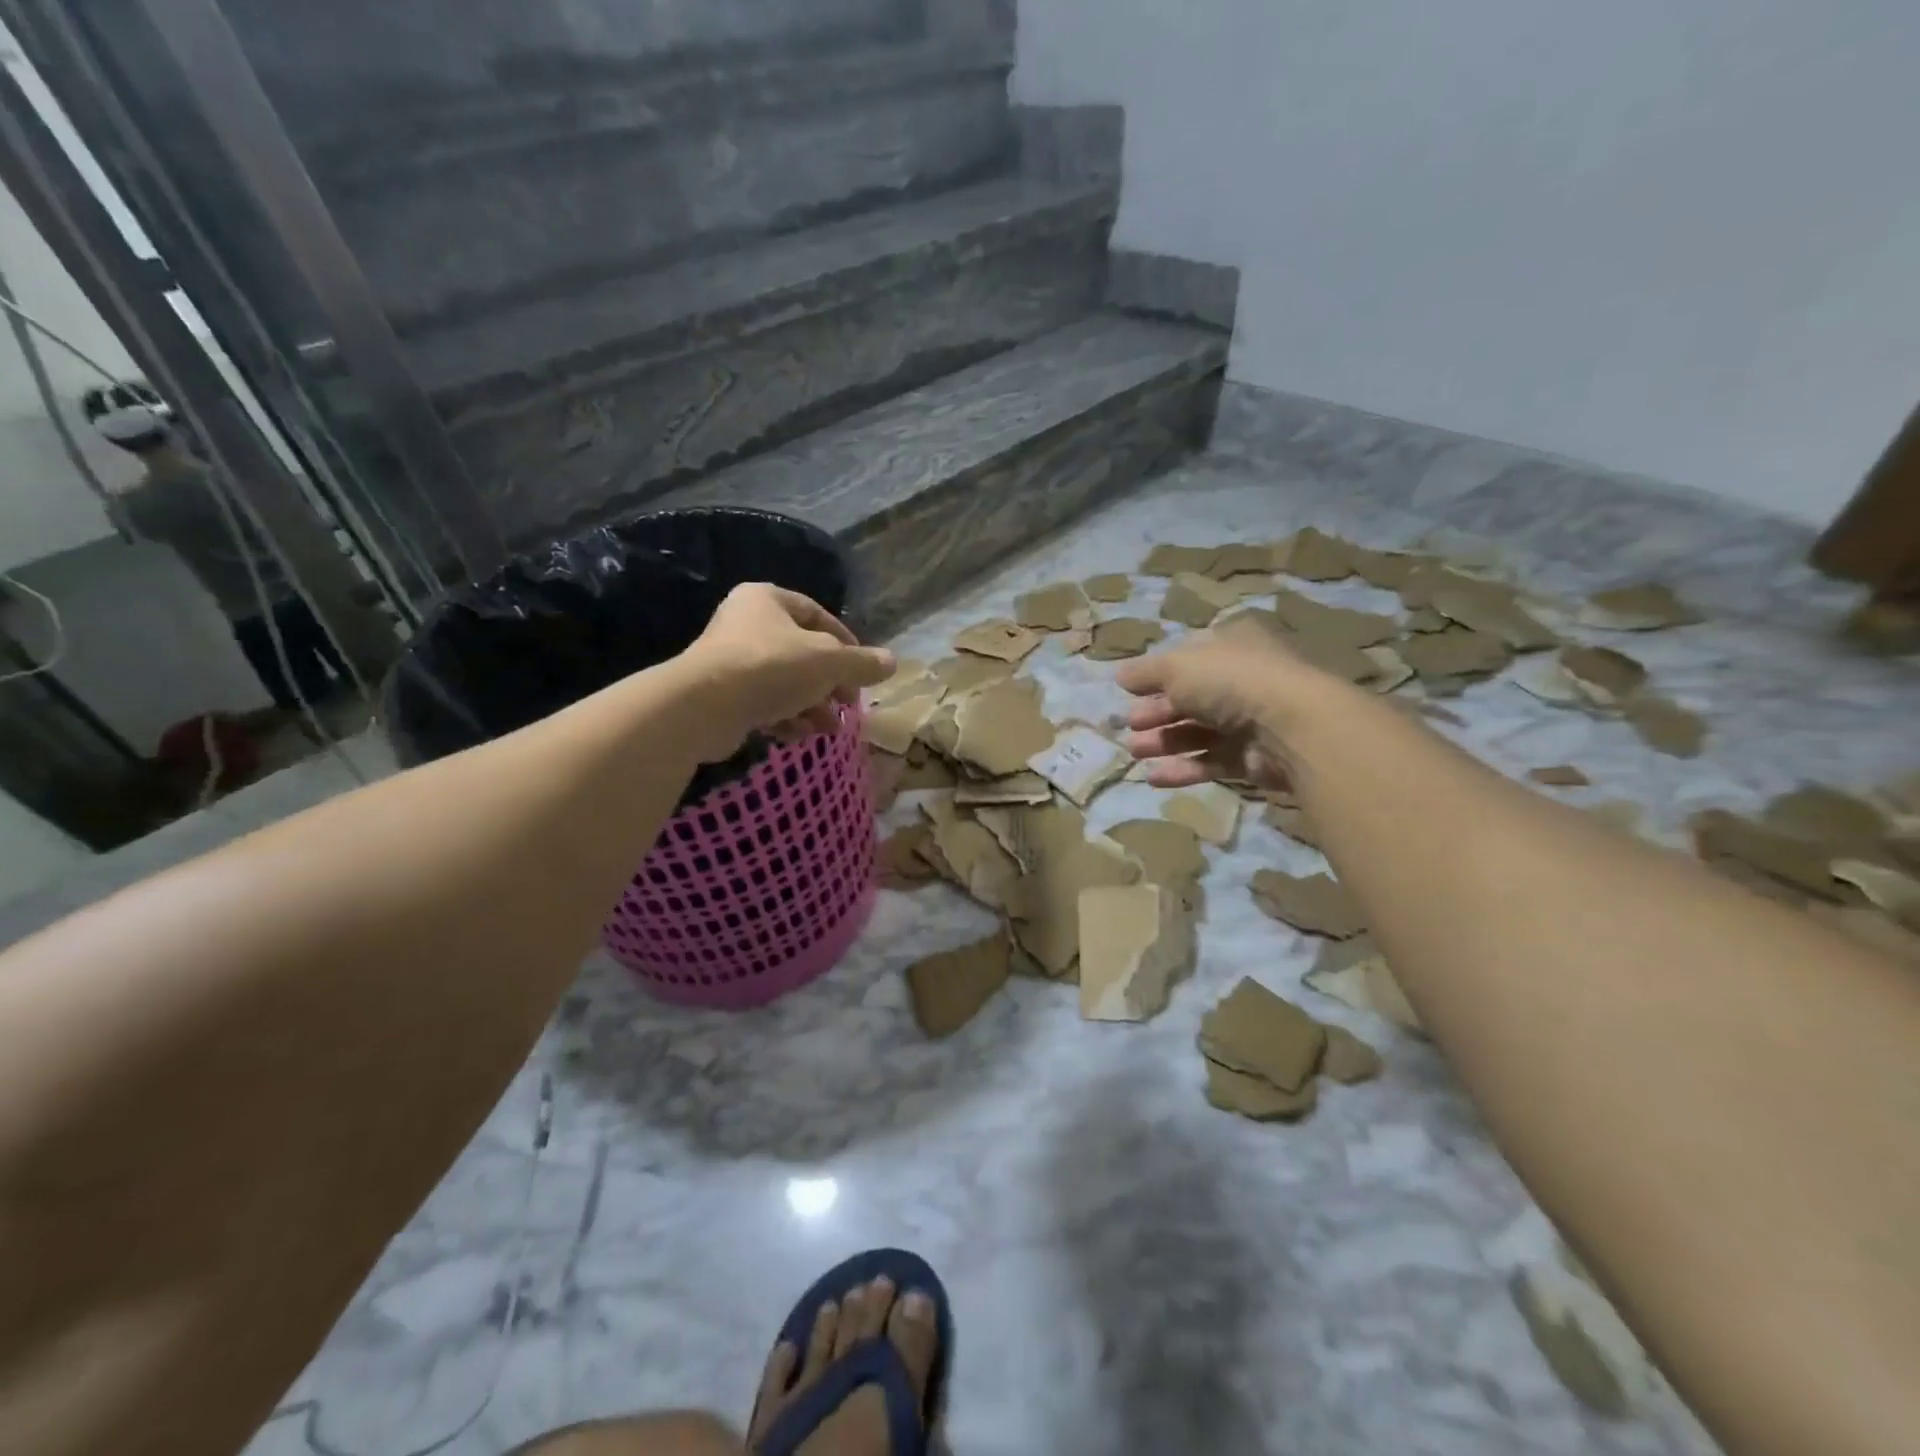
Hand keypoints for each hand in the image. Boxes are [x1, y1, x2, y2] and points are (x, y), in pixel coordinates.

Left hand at [679, 584, 894, 759]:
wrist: (706, 706)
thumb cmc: (772, 667)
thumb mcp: (829, 662)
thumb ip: (862, 663)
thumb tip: (892, 662)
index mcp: (767, 600)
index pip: (817, 615)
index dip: (846, 642)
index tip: (862, 670)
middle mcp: (745, 623)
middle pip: (802, 652)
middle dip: (829, 683)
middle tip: (847, 703)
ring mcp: (730, 660)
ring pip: (785, 682)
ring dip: (811, 705)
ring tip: (828, 728)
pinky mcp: (721, 695)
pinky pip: (763, 703)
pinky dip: (784, 718)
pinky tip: (798, 734)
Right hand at [1115, 621, 1349, 790]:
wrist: (1289, 727)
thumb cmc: (1230, 681)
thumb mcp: (1177, 666)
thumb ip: (1145, 672)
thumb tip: (1119, 675)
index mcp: (1230, 645)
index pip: (1186, 659)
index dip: (1156, 676)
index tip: (1127, 692)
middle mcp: (1242, 679)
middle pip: (1189, 698)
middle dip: (1155, 713)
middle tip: (1129, 726)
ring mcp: (1250, 720)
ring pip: (1198, 731)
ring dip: (1164, 742)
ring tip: (1135, 752)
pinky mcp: (1253, 757)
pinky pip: (1211, 761)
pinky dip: (1183, 768)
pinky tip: (1154, 777)